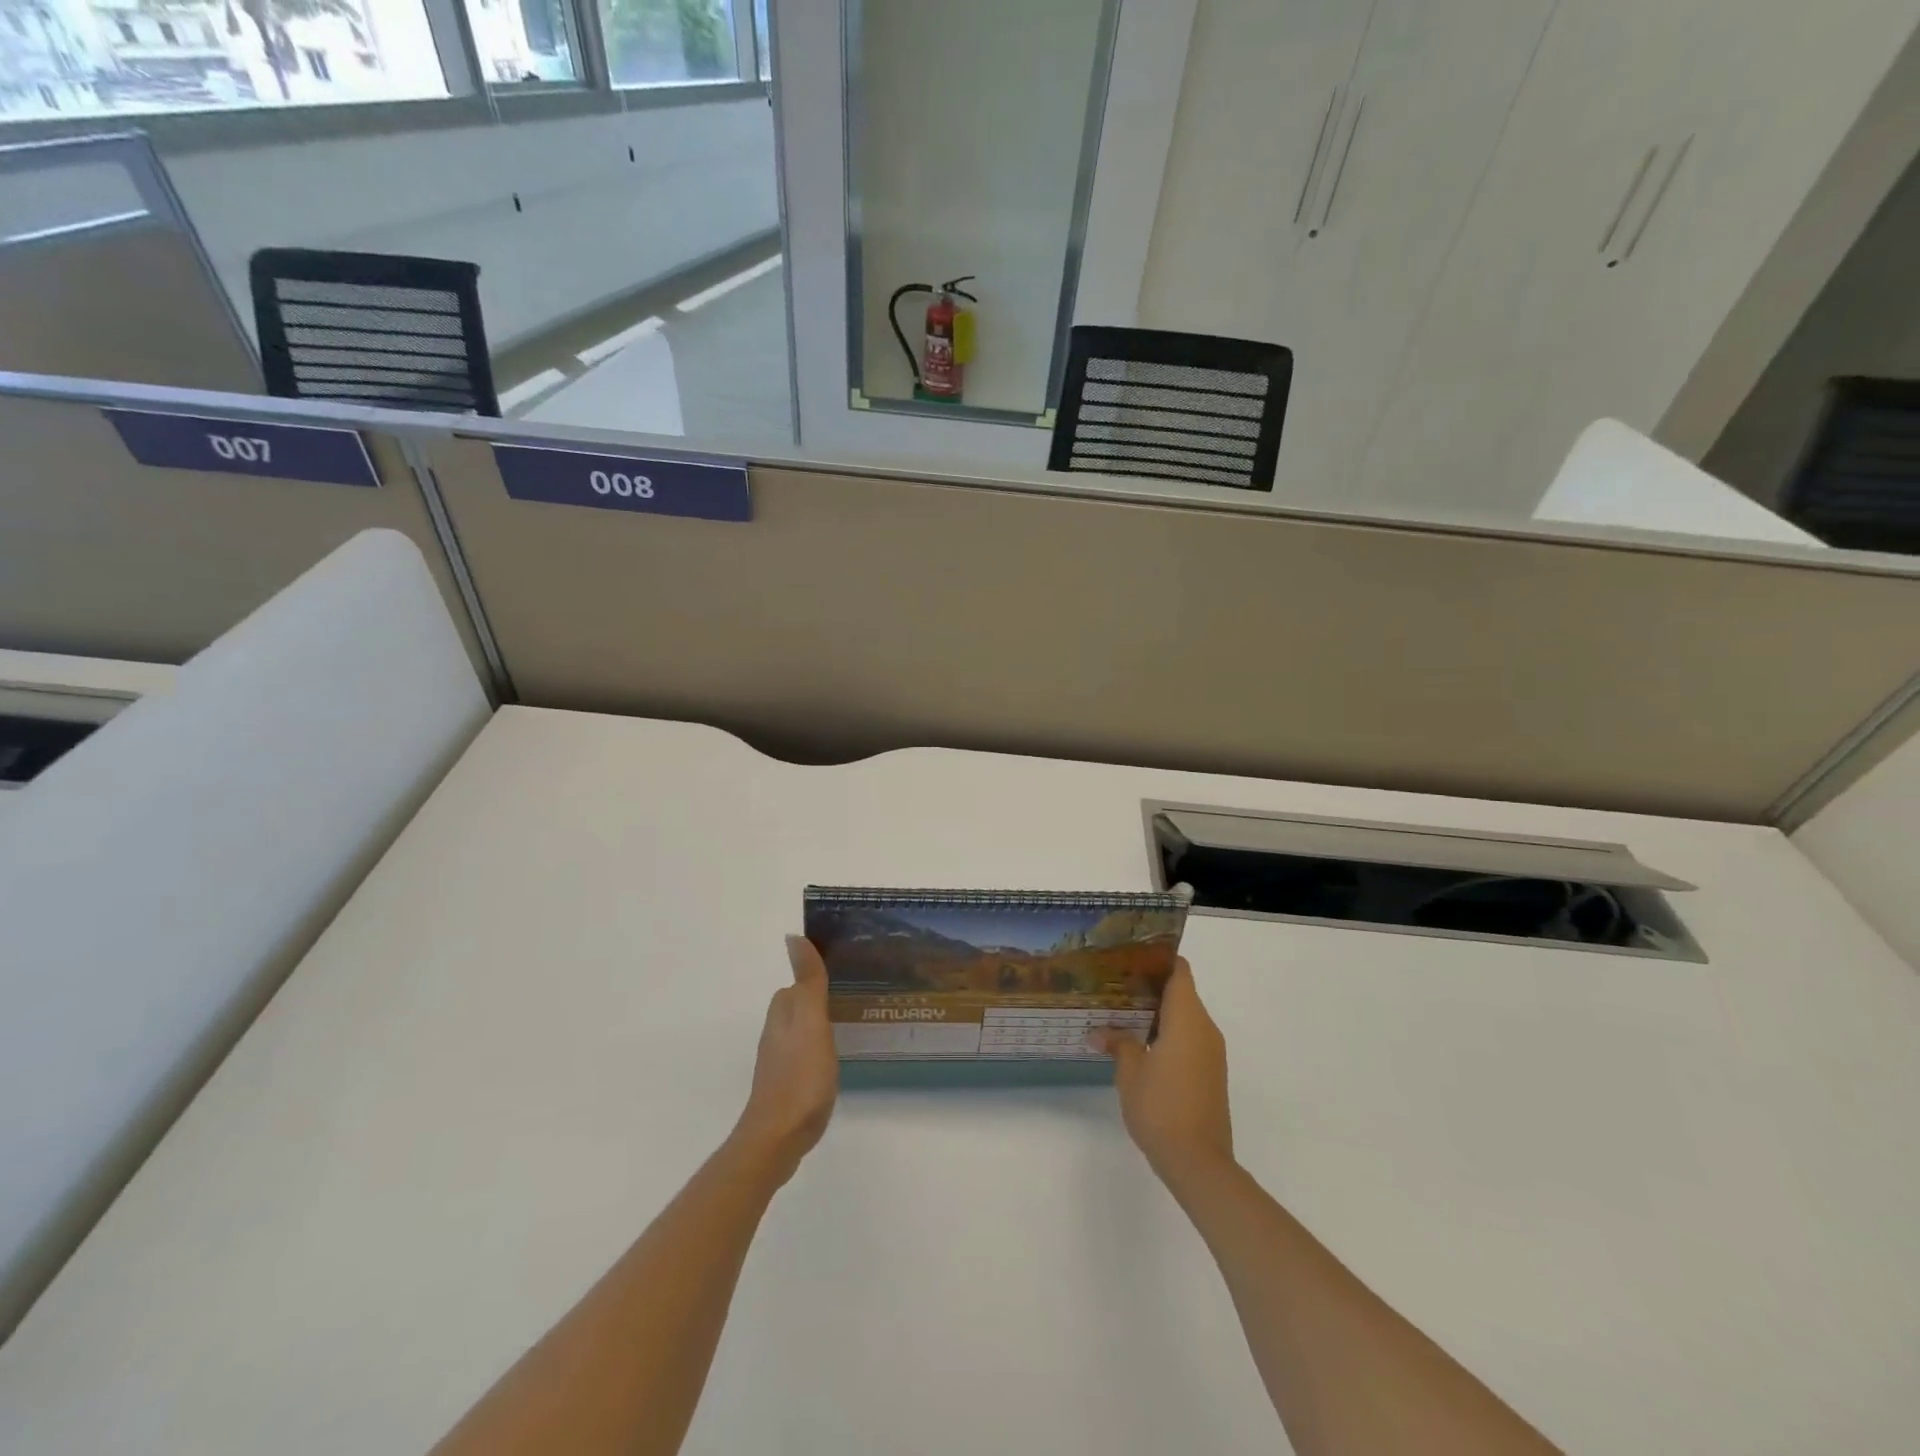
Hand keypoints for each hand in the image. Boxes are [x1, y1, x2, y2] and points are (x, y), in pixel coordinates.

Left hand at [732, 936, 839, 1180]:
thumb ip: (807, 981)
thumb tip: (793, 936)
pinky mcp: (788, 1085)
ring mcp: (781, 1062)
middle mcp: (777, 1034)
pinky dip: (821, 1048)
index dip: (816, 975)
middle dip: (821, 998)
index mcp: (783, 1014)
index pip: (797, 985)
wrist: (779, 1138)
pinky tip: (838, 1057)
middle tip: (856, 994)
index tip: (845, 969)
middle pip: (799, 1006)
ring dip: (821, 1023)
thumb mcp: (810, 1021)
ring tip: (853, 1022)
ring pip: (802, 1030)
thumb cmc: (800, 1076)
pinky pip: (806, 1054)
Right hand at [1091, 959, 1232, 1183]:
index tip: (1133, 957)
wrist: (1199, 1162)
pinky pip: (1190, 1038)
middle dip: (1152, 987)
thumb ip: (1118, 1043)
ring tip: (1122, 1013)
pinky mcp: (1211, 1073)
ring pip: (1186, 1017)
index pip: (1179, 972)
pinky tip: (1141, 1044)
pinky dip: (1168, 1034)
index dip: (1159, 960)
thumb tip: (1100, 1031)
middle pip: (1182, 993)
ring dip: (1159, 1013)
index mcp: (1187, 1019)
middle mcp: (1205, 1028)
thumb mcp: (1130, 1072)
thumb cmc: (1161, 1107)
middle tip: (1117, 984)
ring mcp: (1211, 1052)